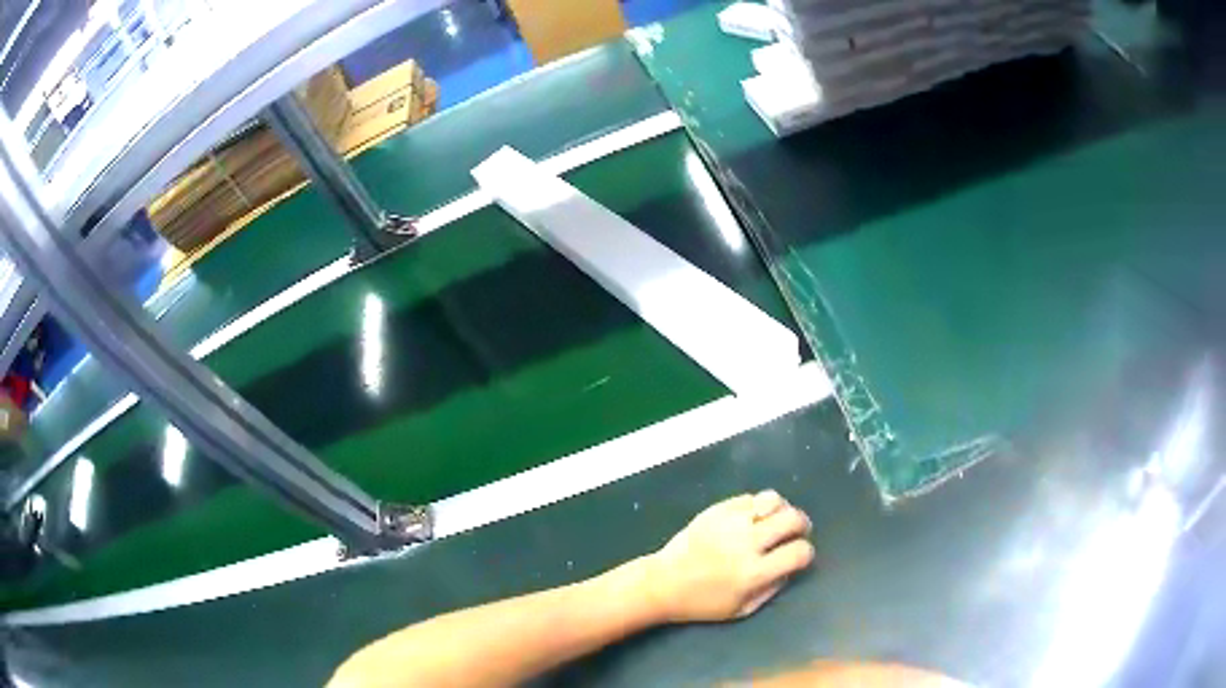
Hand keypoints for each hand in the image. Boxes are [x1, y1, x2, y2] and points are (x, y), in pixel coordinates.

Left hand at [640, 490, 813, 622]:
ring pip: (773, 499)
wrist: (663, 583)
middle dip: (801, 525)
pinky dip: (758, 506)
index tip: (798, 556)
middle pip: (792, 519)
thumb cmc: (702, 602)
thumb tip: (793, 567)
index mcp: (754, 573)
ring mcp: (731, 522)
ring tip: (775, 520)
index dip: (806, 553)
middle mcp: (746, 543)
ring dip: (782, 509)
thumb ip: (773, 588)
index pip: (799, 552)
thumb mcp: (742, 609)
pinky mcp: (717, 509)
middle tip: (796, 531)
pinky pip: (749, 497)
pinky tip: (753, 518)